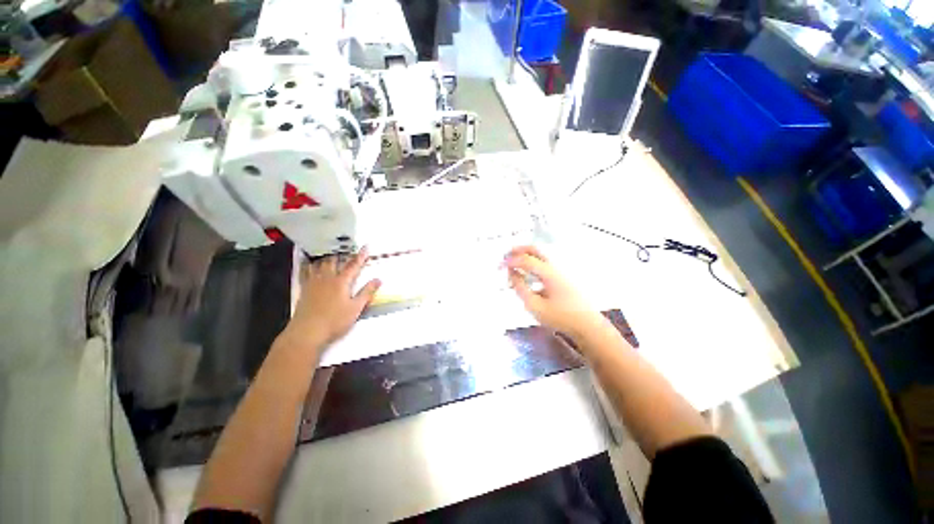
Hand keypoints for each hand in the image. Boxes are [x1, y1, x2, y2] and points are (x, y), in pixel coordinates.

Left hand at [277, 248, 380, 354]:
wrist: (307, 332)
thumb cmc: (335, 321)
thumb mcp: (356, 308)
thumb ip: (367, 292)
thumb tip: (378, 279)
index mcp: (341, 282)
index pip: (353, 266)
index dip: (361, 256)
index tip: (366, 246)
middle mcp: (327, 279)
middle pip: (333, 261)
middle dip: (341, 253)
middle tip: (345, 248)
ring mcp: (313, 283)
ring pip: (319, 264)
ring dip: (326, 257)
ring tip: (329, 252)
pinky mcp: (304, 290)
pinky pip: (305, 272)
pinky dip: (308, 265)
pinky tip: (308, 264)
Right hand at [505, 246, 607, 341]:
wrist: (587, 325)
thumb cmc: (560, 317)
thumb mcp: (535, 306)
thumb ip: (521, 288)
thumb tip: (512, 274)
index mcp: (549, 273)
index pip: (526, 260)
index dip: (510, 261)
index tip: (499, 266)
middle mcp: (555, 267)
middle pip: (535, 250)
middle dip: (518, 250)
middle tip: (505, 256)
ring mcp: (560, 271)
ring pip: (539, 255)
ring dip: (524, 256)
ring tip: (512, 263)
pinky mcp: (561, 277)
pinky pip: (542, 264)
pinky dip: (531, 263)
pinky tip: (525, 274)